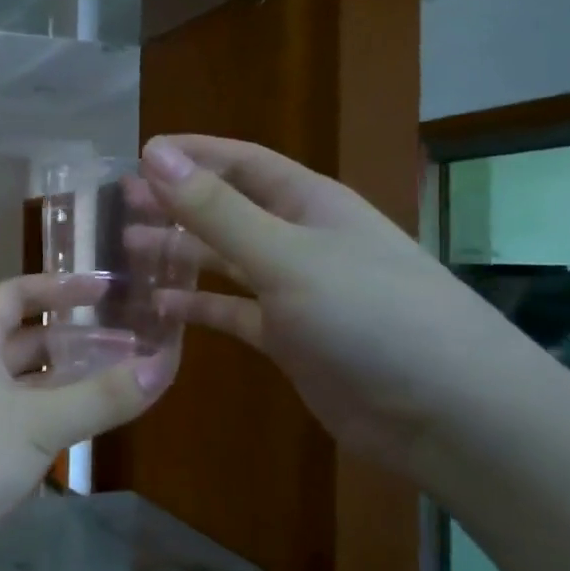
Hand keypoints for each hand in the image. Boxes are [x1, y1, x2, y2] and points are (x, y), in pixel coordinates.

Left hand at [0, 273, 174, 564]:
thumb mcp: (35, 422)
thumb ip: (99, 397)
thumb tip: (163, 366)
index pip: (15, 295)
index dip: (60, 288)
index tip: (109, 289)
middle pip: (25, 342)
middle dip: (74, 342)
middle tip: (132, 346)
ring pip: (25, 390)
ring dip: (67, 387)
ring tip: (124, 385)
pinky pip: (18, 428)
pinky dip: (51, 425)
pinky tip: (88, 433)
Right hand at [141, 135, 550, 475]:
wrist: (449, 416)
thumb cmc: (372, 316)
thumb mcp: (286, 256)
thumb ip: (217, 210)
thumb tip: (155, 155)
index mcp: (310, 205)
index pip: (242, 162)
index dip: (192, 154)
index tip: (138, 154)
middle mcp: (302, 240)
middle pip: (228, 210)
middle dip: (177, 204)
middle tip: (119, 205)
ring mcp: (296, 292)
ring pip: (224, 262)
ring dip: (180, 254)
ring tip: (128, 251)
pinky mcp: (290, 339)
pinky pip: (232, 313)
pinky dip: (198, 308)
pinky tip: (161, 309)